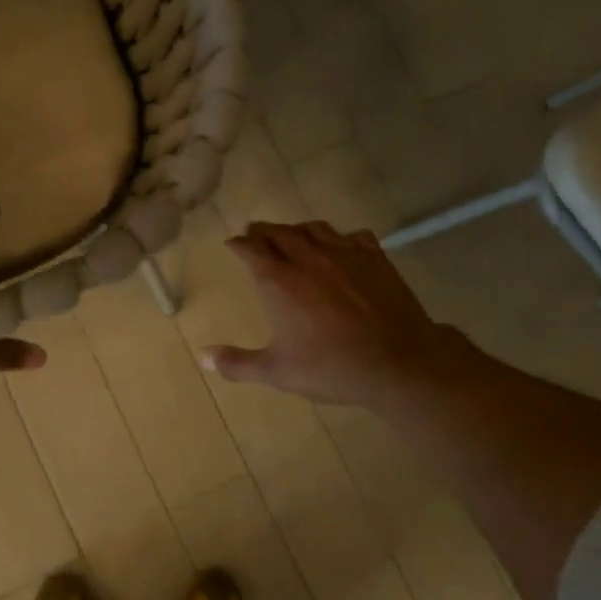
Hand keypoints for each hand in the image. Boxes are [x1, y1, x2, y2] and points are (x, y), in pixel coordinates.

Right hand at [205, 221, 486, 409]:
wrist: (396, 362)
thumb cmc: (330, 367)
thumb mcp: (278, 371)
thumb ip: (238, 363)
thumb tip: (204, 357)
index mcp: (279, 281)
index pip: (252, 250)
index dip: (239, 244)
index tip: (232, 244)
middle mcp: (308, 258)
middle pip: (280, 233)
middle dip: (263, 231)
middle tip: (255, 233)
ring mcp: (345, 254)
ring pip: (315, 228)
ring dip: (297, 229)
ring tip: (292, 234)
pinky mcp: (375, 259)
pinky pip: (353, 236)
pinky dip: (340, 237)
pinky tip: (341, 244)